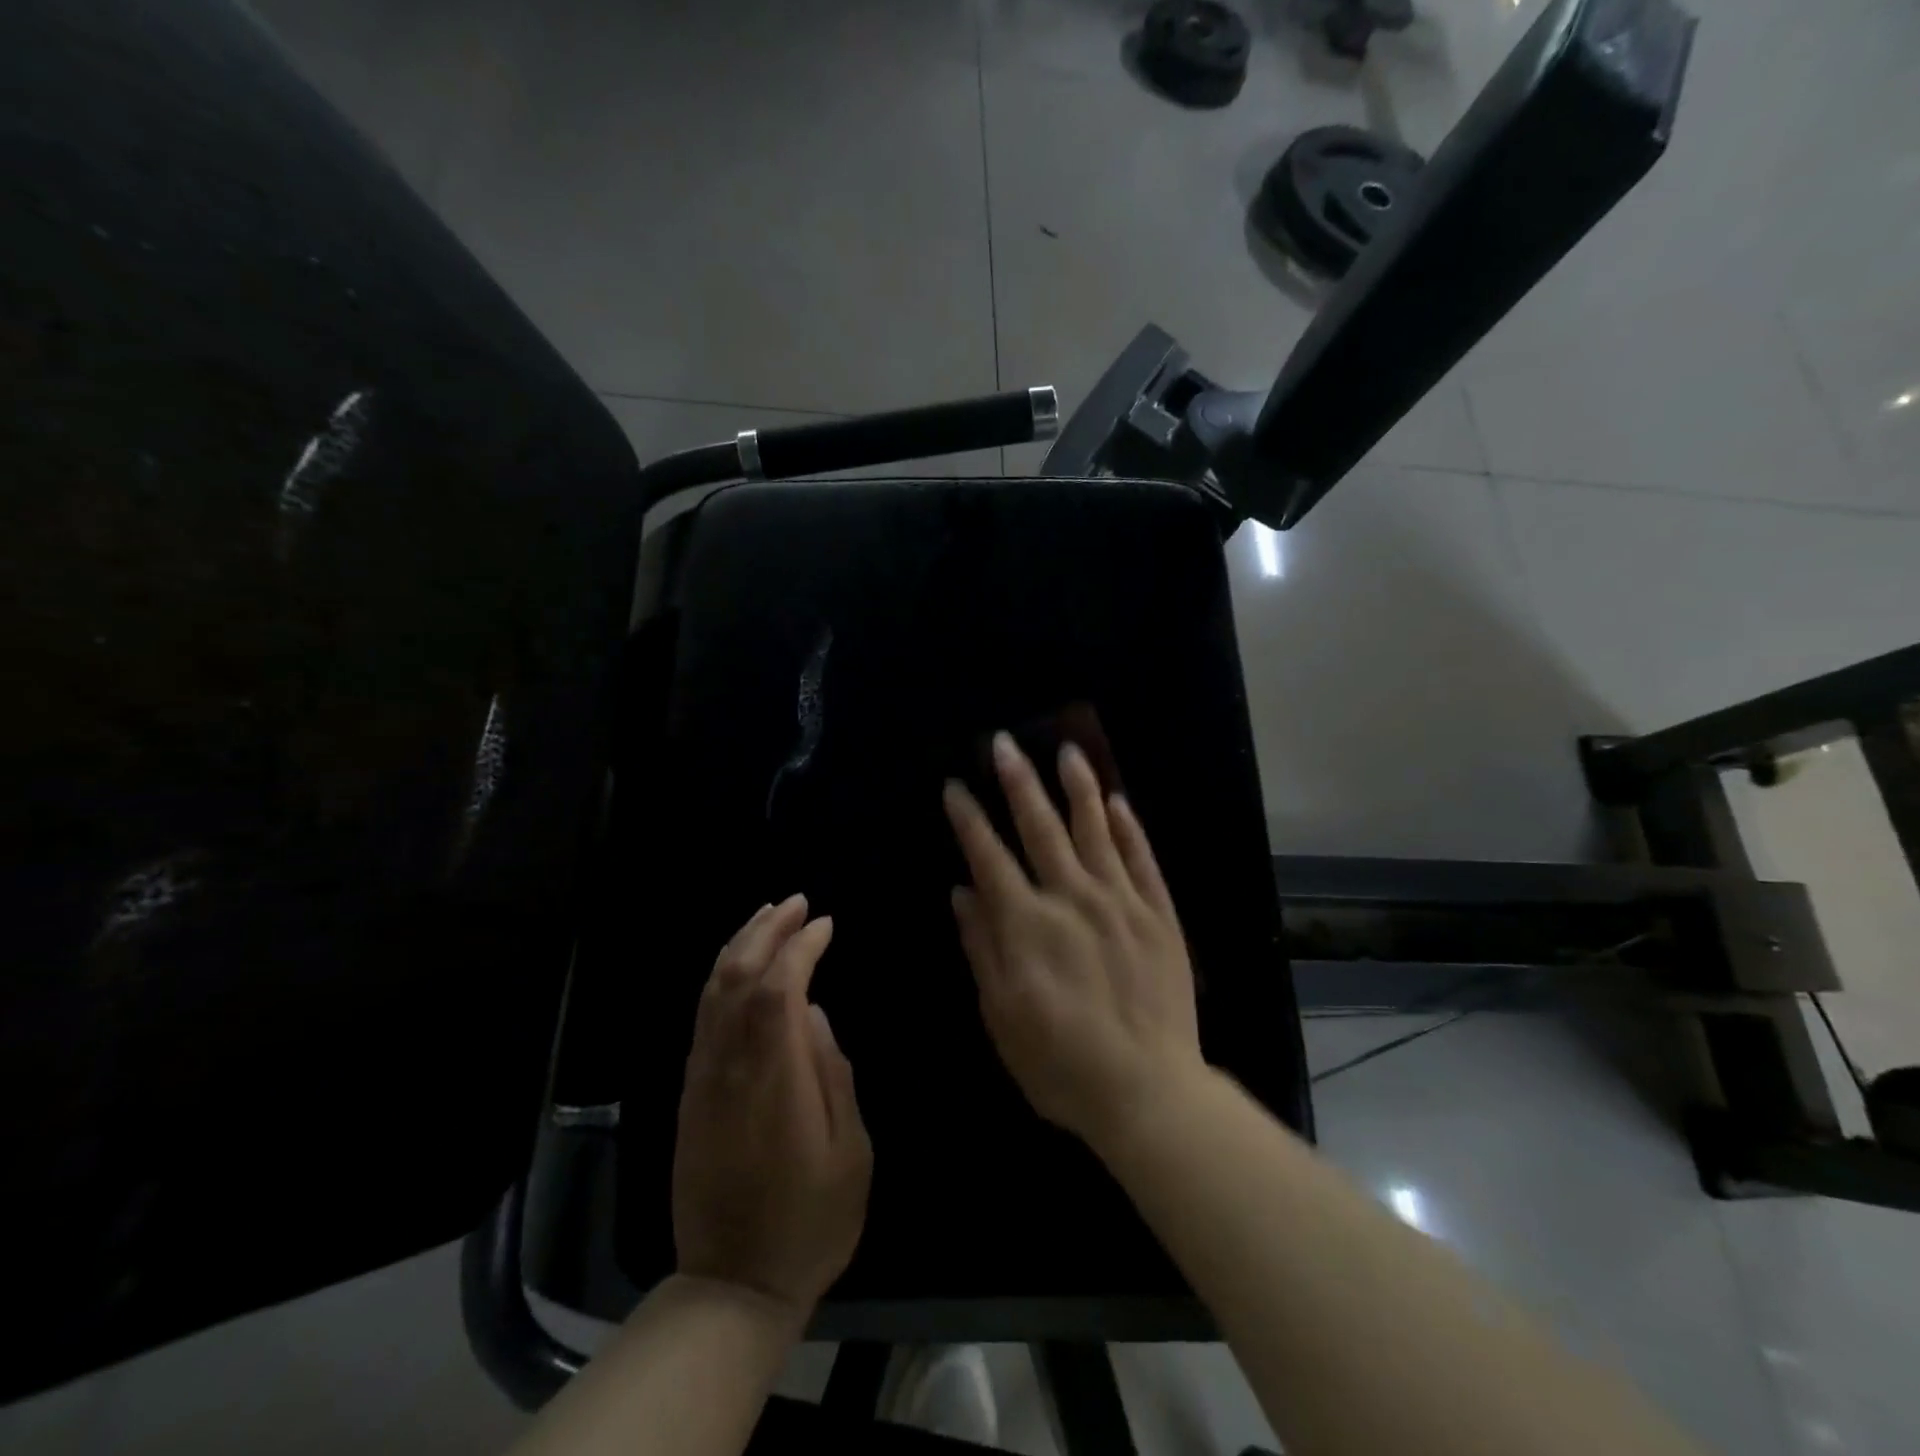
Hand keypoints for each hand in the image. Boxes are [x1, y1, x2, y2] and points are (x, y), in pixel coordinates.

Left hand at [672, 895, 871, 1314]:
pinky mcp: (691, 1093)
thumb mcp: (849, 1152)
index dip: (799, 947)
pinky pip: (702, 1017)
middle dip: (765, 930)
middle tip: (796, 902)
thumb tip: (813, 1016)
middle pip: (736, 976)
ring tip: (768, 916)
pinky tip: (739, 966)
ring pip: (712, 992)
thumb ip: (833, 1074)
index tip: (825, 925)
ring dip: (739, 945)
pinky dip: (720, 977)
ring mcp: (703, 1078)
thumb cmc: (809, 1221)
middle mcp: (728, 1065)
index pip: (777, 987)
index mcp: (772, 1076)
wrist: (732, 1284)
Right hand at [943, 732, 1204, 1153]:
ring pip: (1095, 830)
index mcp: (1027, 923)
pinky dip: (1129, 828)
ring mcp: (1120, 902)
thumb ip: (983, 947)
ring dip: (1078, 787)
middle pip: (1040, 827)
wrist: (1148, 1091)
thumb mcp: (1002, 1015)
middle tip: (1003, 743)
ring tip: (1067, 750)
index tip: (955, 786)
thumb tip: (962, 892)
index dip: (969, 819)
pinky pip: (1142, 860)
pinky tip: (1118, 801)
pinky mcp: (1158, 915)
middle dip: (1018, 782)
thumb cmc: (1061, 1062)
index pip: (989, 856)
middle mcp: (1071, 898)